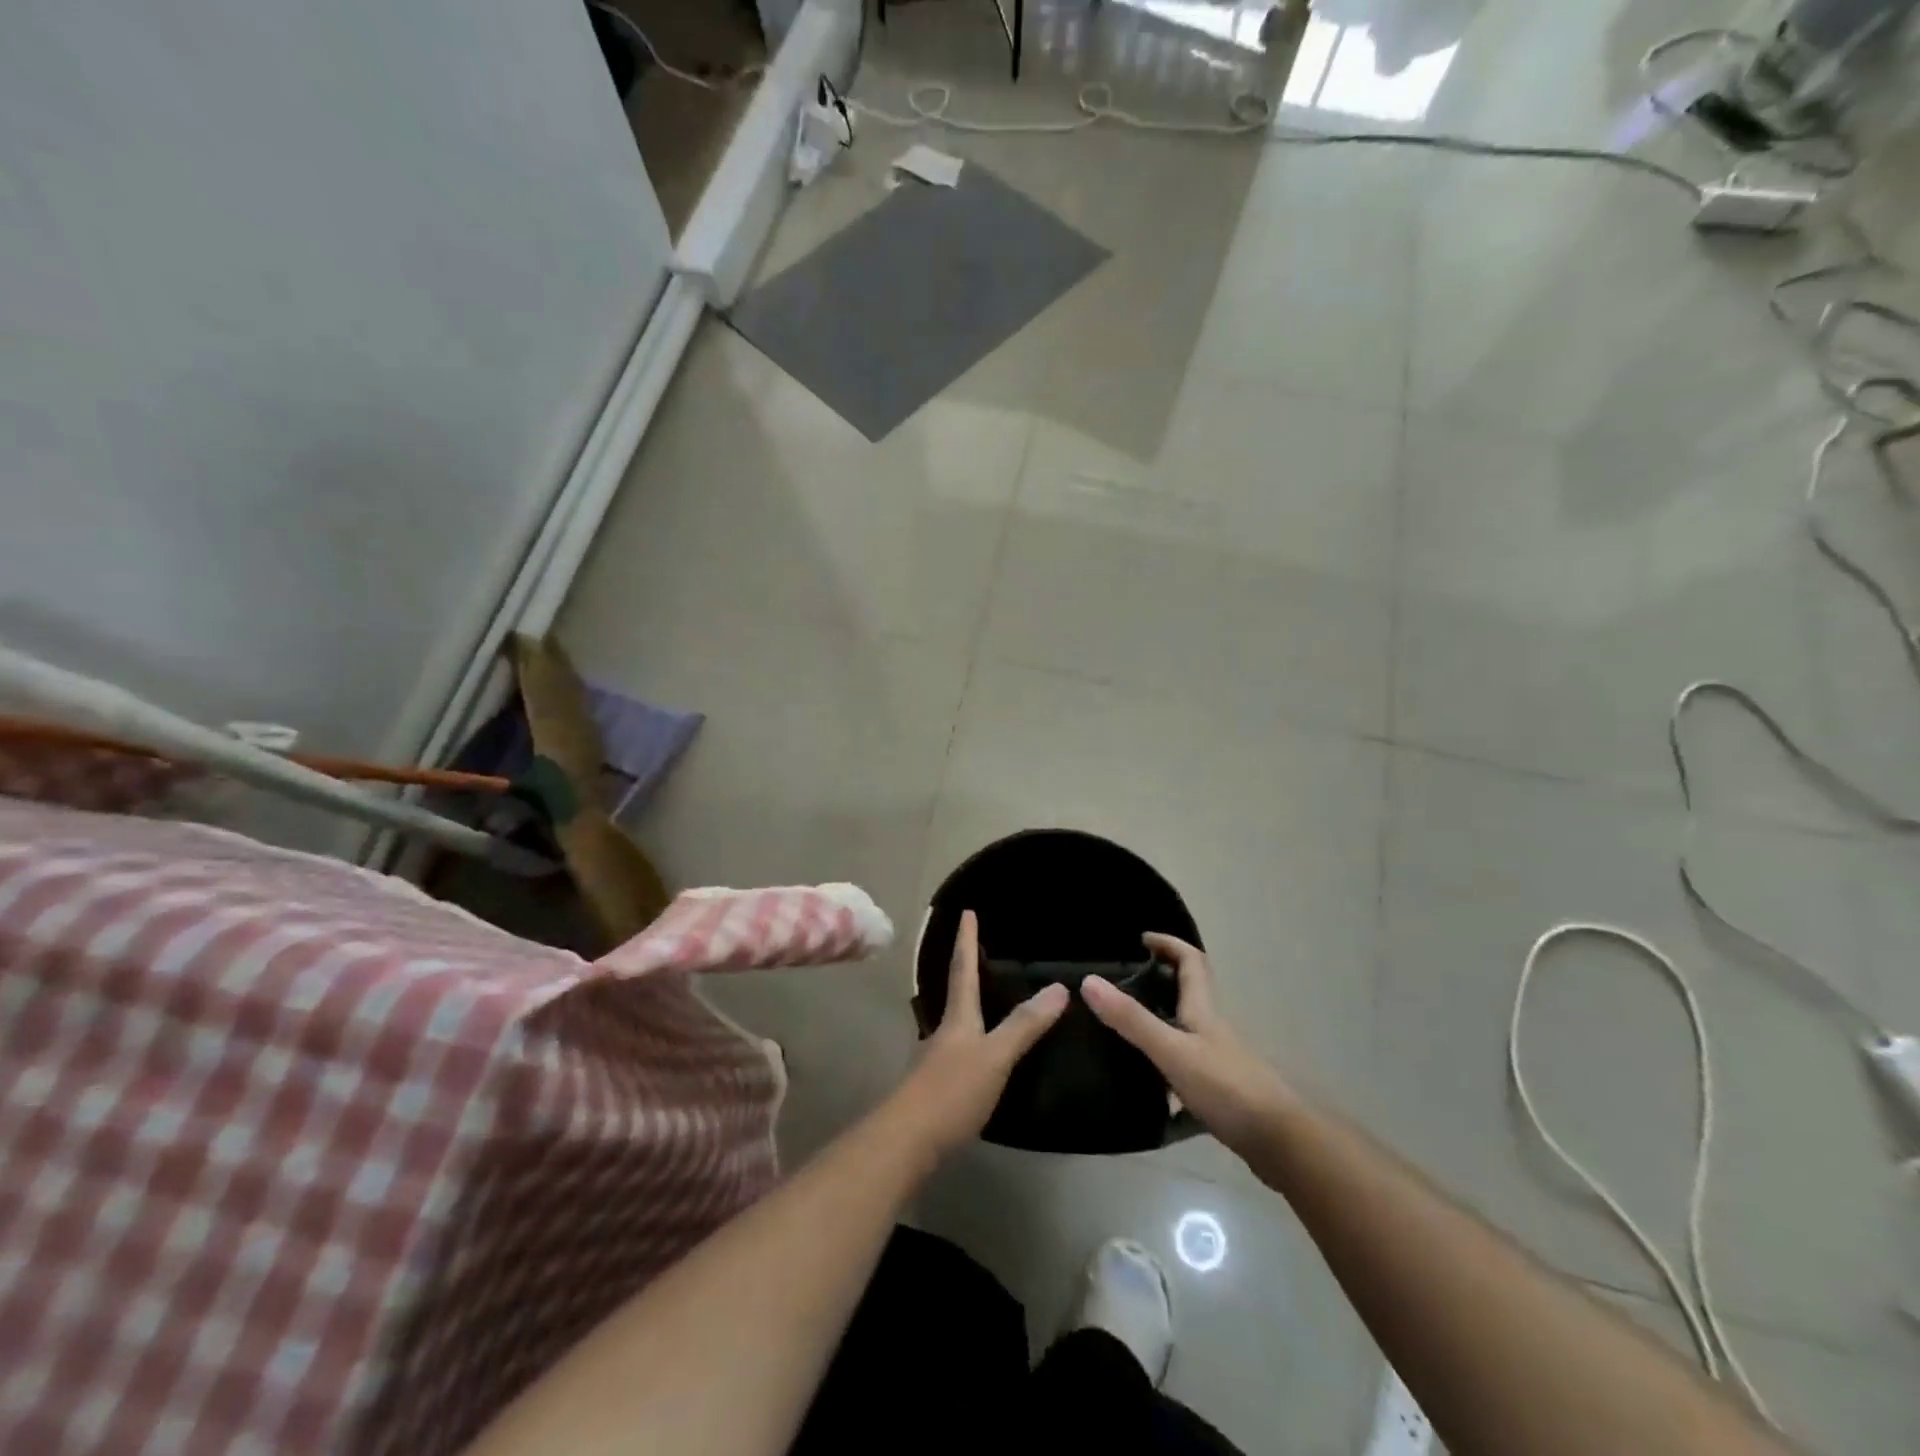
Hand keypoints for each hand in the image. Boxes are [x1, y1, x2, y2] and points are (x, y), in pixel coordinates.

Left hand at [889, 910, 1068, 1157]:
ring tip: (990, 1001)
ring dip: (971, 1007)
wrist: (907, 1142)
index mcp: (957, 1017)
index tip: (967, 912)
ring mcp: (937, 1060)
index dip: (967, 940)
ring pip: (957, 1023)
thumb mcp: (995, 1056)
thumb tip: (1059, 988)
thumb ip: (1025, 1026)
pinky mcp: (938, 1088)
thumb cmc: (951, 1091)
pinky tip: (984, 1055)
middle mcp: (944, 1031)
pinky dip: (974, 1041)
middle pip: (956, 993)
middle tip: (981, 952)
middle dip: (966, 970)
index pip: (962, 968)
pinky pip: (960, 1051)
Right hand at [1082, 933, 1294, 1158]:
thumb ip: (1131, 1019)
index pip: (1191, 962)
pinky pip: (1188, 1069)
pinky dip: (1167, 1070)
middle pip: (1189, 994)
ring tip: (1123, 1031)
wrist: (1282, 1143)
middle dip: (1160, 981)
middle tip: (1123, 984)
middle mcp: (1212, 1030)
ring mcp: (1219, 1062)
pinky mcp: (1221, 1093)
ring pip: (1187, 1031)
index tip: (1142, 939)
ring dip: (1161, 1023)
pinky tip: (1148, 1091)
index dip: (1169, 944)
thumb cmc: (1227, 1087)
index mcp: (1202, 1010)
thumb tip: (1089, 981)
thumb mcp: (1172, 1050)